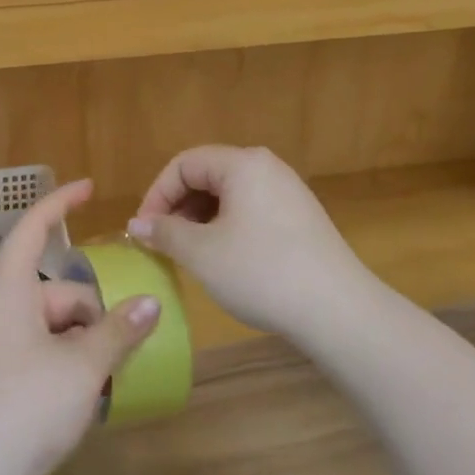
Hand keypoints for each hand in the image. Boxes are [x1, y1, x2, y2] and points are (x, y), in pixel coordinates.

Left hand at [0, 180, 160, 474]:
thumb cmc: (23, 408)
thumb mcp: (82, 367)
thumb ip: (118, 331)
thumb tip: (150, 303)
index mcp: (10, 290)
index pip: (34, 228)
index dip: (60, 203)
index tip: (88, 188)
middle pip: (56, 290)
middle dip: (93, 312)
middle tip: (124, 346)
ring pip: (52, 326)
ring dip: (84, 344)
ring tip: (110, 379)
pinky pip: (40, 353)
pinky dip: (67, 364)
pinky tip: (87, 398)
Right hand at [127, 145, 375, 343]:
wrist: (338, 311)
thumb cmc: (261, 272)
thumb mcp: (201, 253)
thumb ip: (164, 232)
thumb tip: (137, 225)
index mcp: (242, 163)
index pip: (184, 164)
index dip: (157, 194)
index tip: (143, 230)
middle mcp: (267, 167)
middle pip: (207, 175)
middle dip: (178, 206)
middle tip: (163, 242)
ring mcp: (288, 191)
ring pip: (229, 194)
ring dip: (200, 219)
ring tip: (189, 253)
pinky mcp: (301, 218)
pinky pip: (251, 209)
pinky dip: (227, 226)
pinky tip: (224, 259)